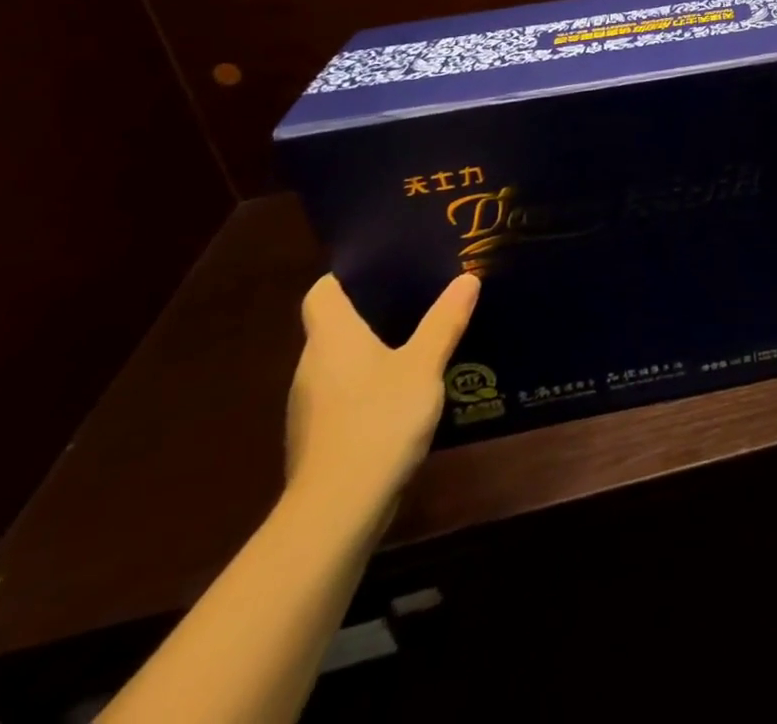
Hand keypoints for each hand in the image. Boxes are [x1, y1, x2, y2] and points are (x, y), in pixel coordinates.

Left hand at [284, 272, 480, 519]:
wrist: (337, 511)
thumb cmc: (378, 420)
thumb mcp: (424, 364)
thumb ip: (445, 321)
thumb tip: (466, 278)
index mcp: (331, 337)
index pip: (322, 291)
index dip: (349, 276)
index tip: (387, 266)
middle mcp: (311, 365)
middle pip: (334, 325)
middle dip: (373, 311)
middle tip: (421, 296)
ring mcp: (310, 405)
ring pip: (341, 362)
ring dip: (372, 351)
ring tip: (420, 340)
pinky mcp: (320, 437)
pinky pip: (345, 394)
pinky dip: (369, 386)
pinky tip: (406, 393)